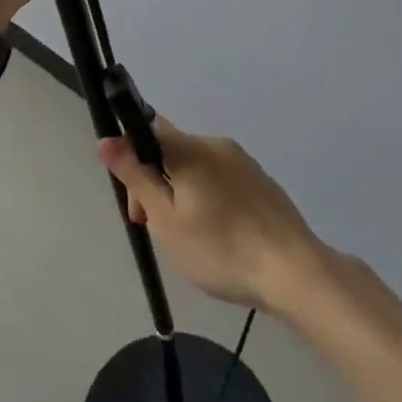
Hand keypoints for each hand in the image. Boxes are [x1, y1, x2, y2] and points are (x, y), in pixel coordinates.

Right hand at [97, 118, 326, 312]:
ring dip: (180, 193)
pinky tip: (218, 237)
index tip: (135, 198)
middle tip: (155, 229)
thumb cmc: (222, 248)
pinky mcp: (261, 182)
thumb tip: (106, 139)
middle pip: (171, 151)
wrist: (295, 273)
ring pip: (196, 168)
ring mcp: (243, 162)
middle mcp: (216, 144)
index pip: (147, 128)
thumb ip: (136, 176)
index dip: (131, 156)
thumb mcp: (167, 219)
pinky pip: (220, 180)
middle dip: (155, 183)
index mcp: (190, 148)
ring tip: (189, 240)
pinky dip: (208, 199)